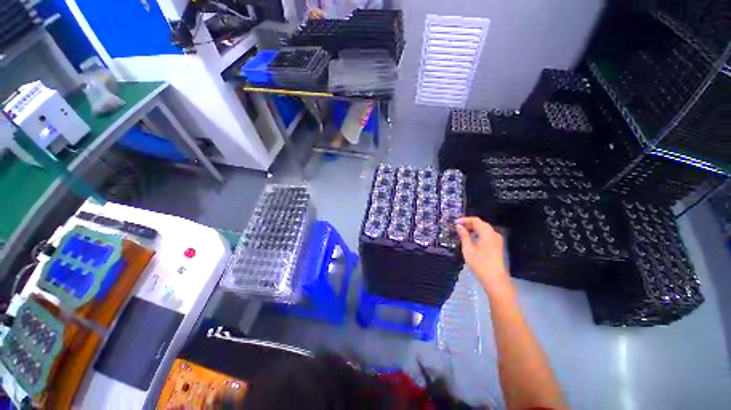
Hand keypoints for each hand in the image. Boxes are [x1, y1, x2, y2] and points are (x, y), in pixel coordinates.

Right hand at [456, 217, 512, 296]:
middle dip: (469, 223)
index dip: (465, 219)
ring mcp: (497, 240)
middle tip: (458, 227)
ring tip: (462, 232)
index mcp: (487, 233)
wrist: (495, 279)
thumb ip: (463, 235)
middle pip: (481, 224)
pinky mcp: (497, 246)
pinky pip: (487, 235)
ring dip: (473, 229)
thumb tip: (459, 226)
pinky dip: (478, 234)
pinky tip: (471, 239)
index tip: (455, 222)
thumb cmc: (479, 263)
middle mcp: (494, 234)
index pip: (476, 220)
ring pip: (484, 229)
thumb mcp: (468, 249)